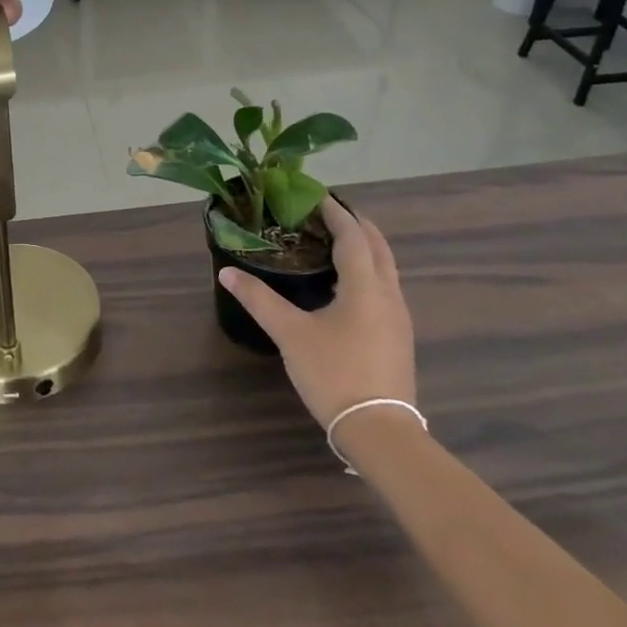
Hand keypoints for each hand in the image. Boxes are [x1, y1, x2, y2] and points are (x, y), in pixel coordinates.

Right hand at [218, 199, 415, 428]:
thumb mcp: (290, 334)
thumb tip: (227, 272)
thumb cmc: (335, 373)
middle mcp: (389, 295)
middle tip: (329, 211)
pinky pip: (385, 288)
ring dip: (365, 247)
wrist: (379, 431)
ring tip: (336, 241)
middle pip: (378, 247)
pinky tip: (348, 285)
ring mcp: (398, 318)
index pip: (353, 236)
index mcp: (366, 287)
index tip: (316, 195)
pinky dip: (369, 271)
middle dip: (357, 225)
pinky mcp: (398, 337)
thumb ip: (259, 300)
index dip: (336, 213)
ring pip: (386, 268)